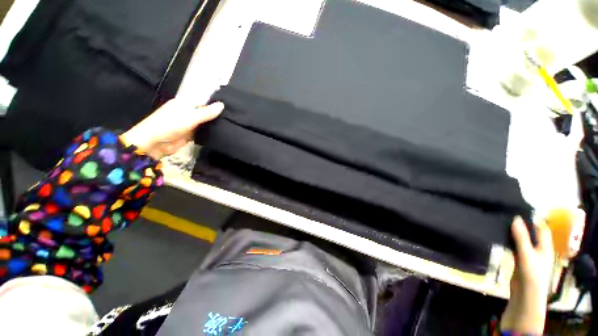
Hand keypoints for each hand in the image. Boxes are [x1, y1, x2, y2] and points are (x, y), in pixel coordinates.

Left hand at [120, 99, 223, 159]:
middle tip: (233, 117)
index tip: (230, 105)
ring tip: (229, 125)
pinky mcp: (185, 138)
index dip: (214, 103)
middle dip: (214, 115)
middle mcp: (186, 112)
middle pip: (203, 112)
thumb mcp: (189, 117)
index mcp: (185, 103)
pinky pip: (198, 135)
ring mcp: (185, 125)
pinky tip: (218, 135)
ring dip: (210, 126)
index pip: (203, 100)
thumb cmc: (168, 125)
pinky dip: (205, 135)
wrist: (153, 144)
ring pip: (201, 124)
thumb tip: (222, 105)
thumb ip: (206, 113)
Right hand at [500, 217, 554, 333]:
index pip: (540, 226)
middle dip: (521, 227)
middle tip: (508, 216)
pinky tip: (503, 241)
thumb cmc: (532, 277)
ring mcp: (528, 259)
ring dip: (514, 236)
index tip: (519, 211)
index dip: (531, 218)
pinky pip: (515, 253)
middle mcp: (537, 249)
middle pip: (530, 234)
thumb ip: (522, 238)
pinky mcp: (519, 267)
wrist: (524, 303)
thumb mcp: (527, 256)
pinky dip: (510, 247)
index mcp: (545, 244)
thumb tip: (515, 218)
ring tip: (503, 226)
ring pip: (522, 243)